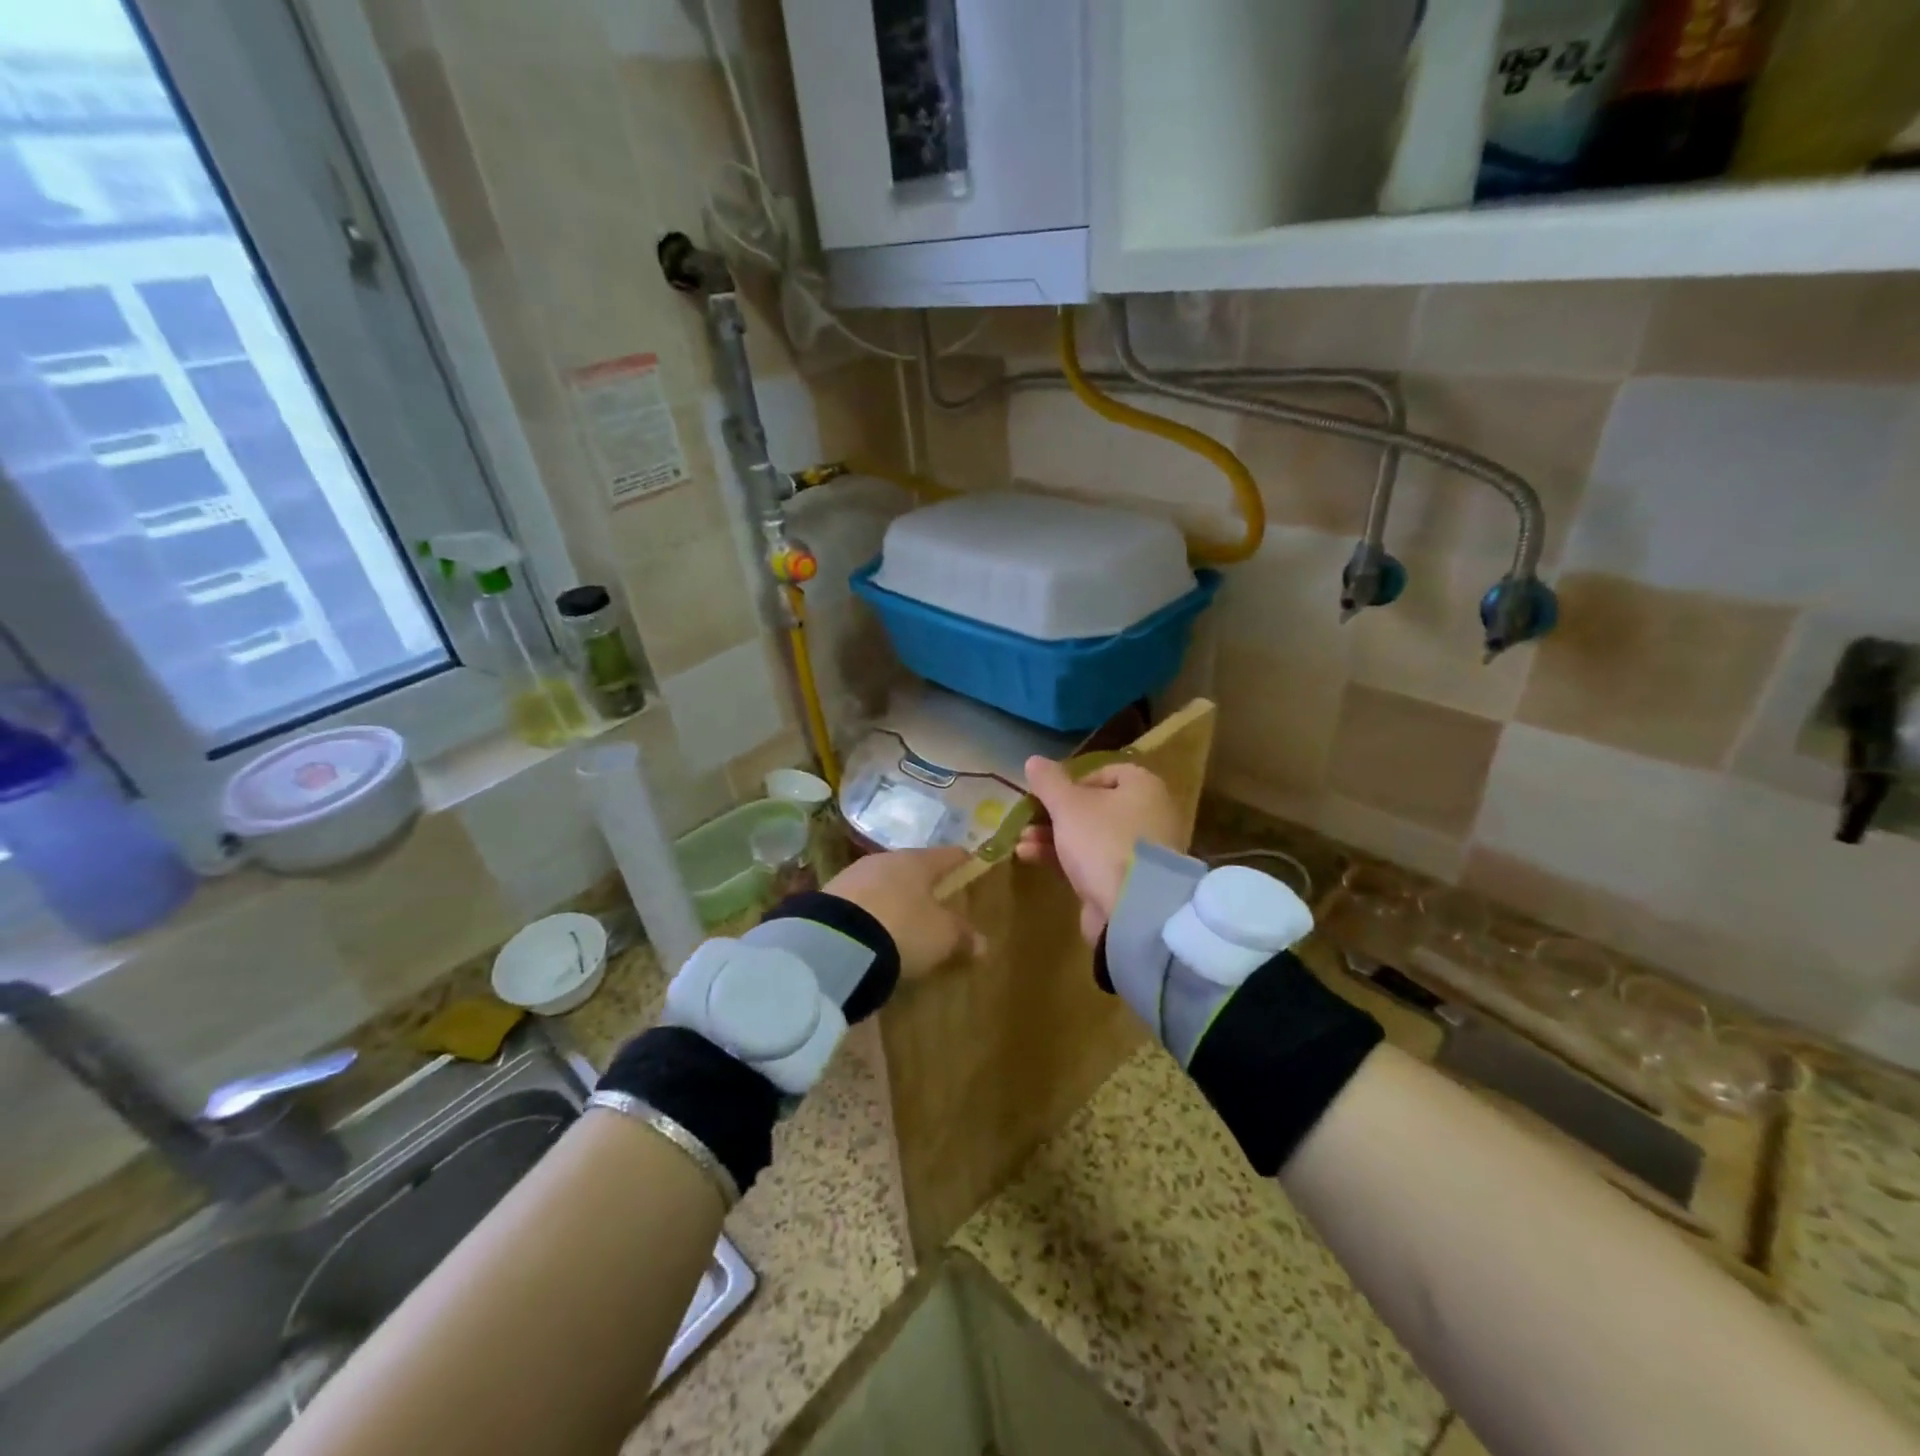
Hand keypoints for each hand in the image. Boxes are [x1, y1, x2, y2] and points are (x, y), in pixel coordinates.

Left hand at [823, 848, 983, 978]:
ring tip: (899, 917)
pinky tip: (870, 928)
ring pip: (882, 881)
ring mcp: (853, 875)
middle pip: (911, 867)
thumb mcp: (941, 937)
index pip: (947, 855)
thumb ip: (962, 936)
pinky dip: (869, 911)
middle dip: (922, 881)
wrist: (835, 943)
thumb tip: (983, 943)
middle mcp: (885, 860)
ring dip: (892, 896)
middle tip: (933, 896)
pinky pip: (858, 900)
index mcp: (917, 862)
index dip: (960, 860)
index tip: (969, 861)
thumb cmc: (903, 929)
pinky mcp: (828, 896)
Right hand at [1015, 757, 1182, 942]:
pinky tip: (1033, 859)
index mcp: (1143, 787)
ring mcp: (1141, 851)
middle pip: (1096, 807)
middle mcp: (1149, 814)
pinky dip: (1066, 858)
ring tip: (1022, 844)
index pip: (1107, 772)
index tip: (1050, 794)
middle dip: (1056, 814)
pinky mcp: (1129, 882)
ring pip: (1091, 836)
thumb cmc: (1103, 841)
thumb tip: (1033, 760)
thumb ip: (1049, 782)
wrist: (1134, 909)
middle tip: (1029, 820)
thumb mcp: (1068, 806)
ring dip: (1053, 837)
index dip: (1074, 781)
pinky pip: (1094, 862)